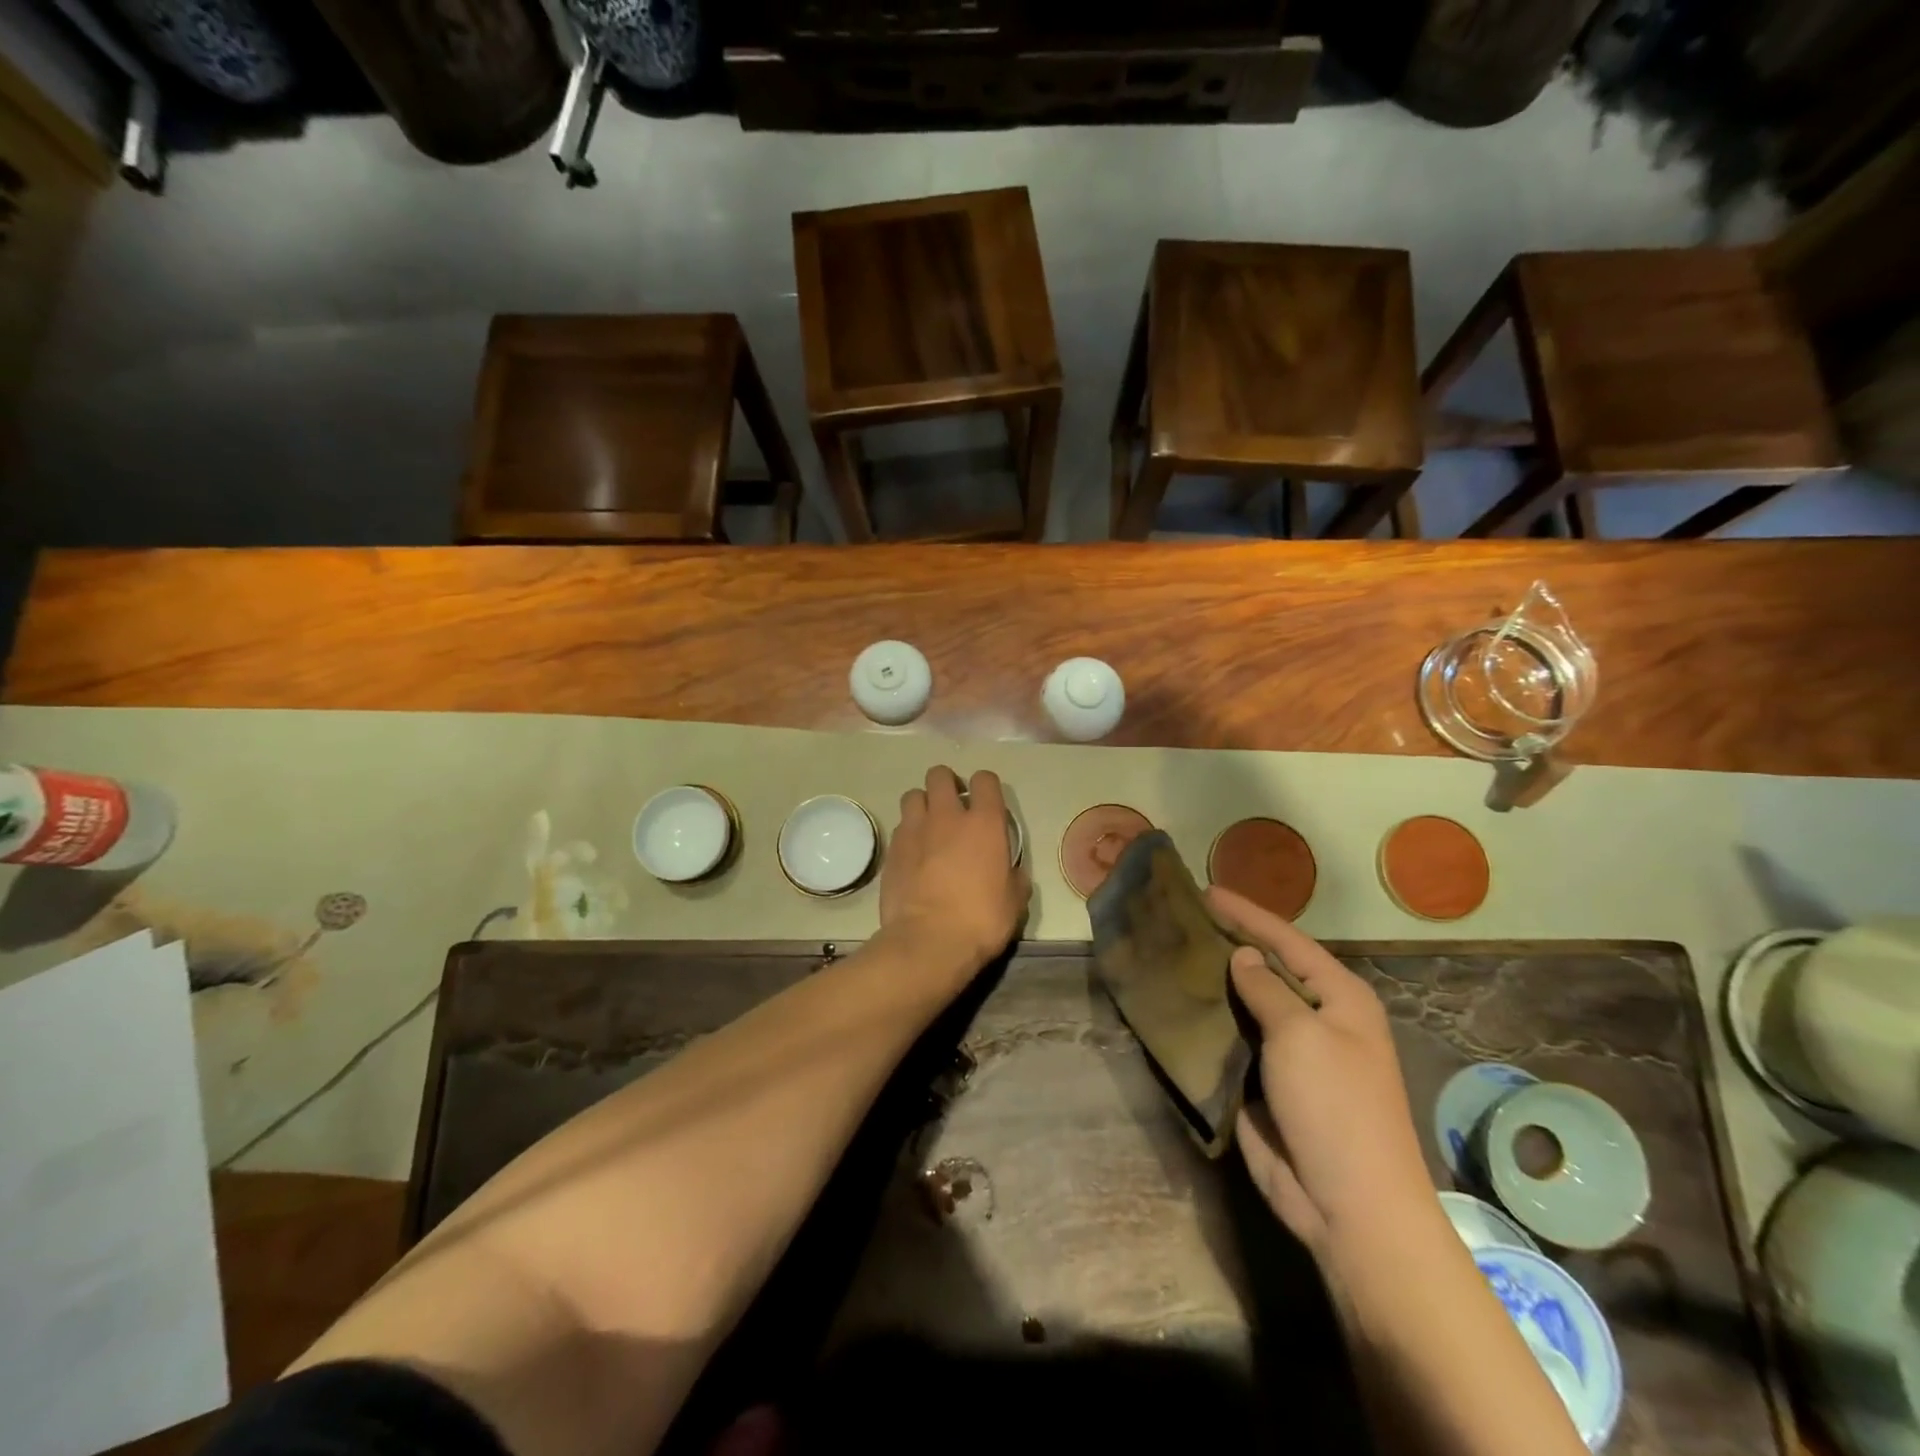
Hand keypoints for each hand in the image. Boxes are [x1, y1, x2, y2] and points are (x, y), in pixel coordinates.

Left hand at [879, 767, 1029, 980]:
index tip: (986, 803)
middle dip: (946, 784)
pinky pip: (900, 827)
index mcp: (984, 823)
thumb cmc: (980, 920)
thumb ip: (1014, 877)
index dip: (985, 786)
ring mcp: (915, 830)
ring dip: (922, 805)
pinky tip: (914, 853)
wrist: (929, 942)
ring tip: (929, 826)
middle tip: (952, 807)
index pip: (985, 780)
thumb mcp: (1014, 901)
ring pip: (913, 795)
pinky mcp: (892, 849)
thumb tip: (1011, 873)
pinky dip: (908, 833)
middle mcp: (947, 816)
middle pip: (940, 775)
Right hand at [1209, 886, 1433, 1260]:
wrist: (1349, 1206)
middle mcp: (1317, 1018)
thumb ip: (1267, 990)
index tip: (1206, 891)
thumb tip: (1243, 958)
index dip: (1247, 914)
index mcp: (1340, 998)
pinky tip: (1178, 1004)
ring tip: (1172, 953)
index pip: (1287, 941)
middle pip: (1266, 969)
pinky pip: (1232, 1041)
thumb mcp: (1302, 1036)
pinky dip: (1208, 1023)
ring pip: (1246, 1005)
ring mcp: (1290, 1053)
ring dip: (1214, 983)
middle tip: (1182, 917)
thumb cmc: (1335, 1107)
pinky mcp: (1264, 1082)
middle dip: (1228, 943)